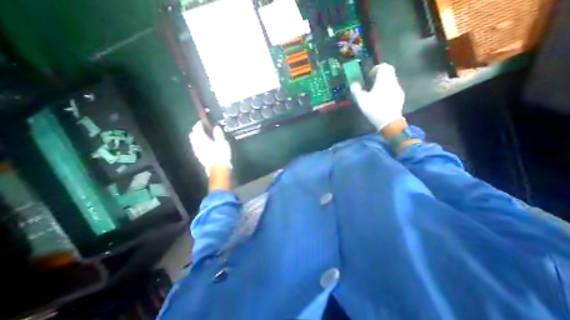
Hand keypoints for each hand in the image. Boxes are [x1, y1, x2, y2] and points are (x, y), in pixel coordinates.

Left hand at [189, 121, 229, 175]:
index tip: (202, 121)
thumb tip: (216, 127)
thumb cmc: (221, 154)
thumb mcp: (222, 143)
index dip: (199, 124)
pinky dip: (197, 144)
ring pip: (193, 141)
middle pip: (193, 135)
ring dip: (195, 137)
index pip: (197, 129)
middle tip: (200, 128)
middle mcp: (197, 144)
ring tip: (201, 136)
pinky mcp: (198, 156)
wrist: (217, 168)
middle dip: (195, 130)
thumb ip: (218, 135)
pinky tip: (201, 145)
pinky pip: (195, 147)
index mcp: (203, 139)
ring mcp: (197, 151)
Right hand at [348, 63, 404, 129]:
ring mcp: (398, 90)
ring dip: (384, 83)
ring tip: (376, 92)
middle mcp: (393, 82)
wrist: (390, 122)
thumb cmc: (374, 109)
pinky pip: (394, 89)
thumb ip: (356, 90)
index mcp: (384, 80)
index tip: (369, 76)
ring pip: (392, 80)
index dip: (376, 69)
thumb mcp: (361, 100)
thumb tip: (353, 84)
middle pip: (389, 72)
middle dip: (381, 75)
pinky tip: (383, 99)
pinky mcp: (400, 97)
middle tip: (372, 82)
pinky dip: (388, 90)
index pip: (383, 67)